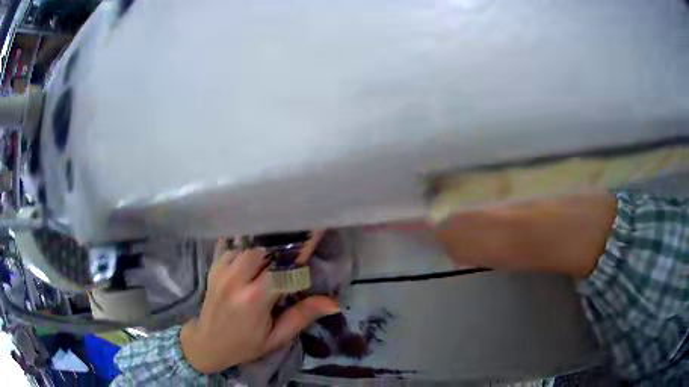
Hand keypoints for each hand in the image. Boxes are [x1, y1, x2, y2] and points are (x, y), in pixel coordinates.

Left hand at [179, 236, 337, 373]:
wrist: (207, 343)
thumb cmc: (245, 345)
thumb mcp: (277, 337)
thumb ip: (301, 316)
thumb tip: (333, 303)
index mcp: (254, 299)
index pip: (284, 269)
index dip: (302, 254)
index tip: (316, 237)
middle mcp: (236, 279)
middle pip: (263, 250)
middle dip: (279, 252)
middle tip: (291, 256)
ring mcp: (221, 271)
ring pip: (246, 245)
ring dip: (261, 250)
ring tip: (272, 258)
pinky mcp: (213, 268)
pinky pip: (230, 247)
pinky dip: (244, 247)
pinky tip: (252, 255)